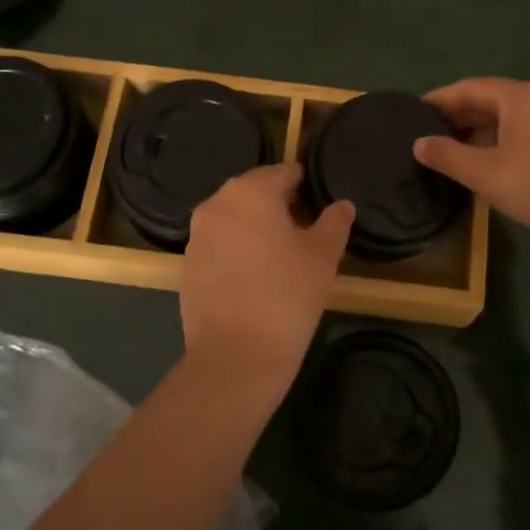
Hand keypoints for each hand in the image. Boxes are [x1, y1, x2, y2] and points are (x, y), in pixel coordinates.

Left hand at [181, 164, 354, 382]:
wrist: (236, 356)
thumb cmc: (287, 295)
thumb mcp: (324, 255)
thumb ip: (335, 222)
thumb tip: (342, 205)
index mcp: (250, 191)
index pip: (284, 173)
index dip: (306, 186)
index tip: (321, 206)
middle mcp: (216, 204)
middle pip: (255, 193)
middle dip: (280, 206)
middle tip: (307, 233)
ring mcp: (197, 236)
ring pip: (234, 220)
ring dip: (257, 229)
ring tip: (283, 258)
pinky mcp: (188, 266)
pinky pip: (219, 246)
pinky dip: (238, 252)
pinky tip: (256, 279)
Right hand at [413, 78, 529, 250]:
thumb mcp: (484, 173)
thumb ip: (447, 156)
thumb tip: (419, 143)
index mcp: (519, 97)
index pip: (469, 87)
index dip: (439, 99)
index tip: (414, 111)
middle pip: (491, 100)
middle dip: (459, 115)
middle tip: (428, 134)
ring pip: (509, 119)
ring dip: (479, 131)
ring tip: (453, 151)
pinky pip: (526, 133)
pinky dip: (501, 142)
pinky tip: (490, 165)